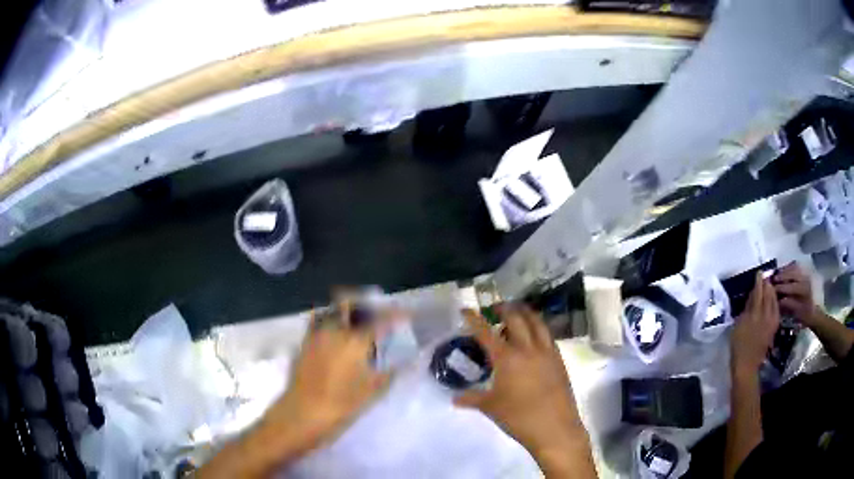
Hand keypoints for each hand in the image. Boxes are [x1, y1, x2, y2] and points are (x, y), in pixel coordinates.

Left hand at [263, 303, 391, 454]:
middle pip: (350, 303)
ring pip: (332, 310)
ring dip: (346, 310)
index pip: (381, 319)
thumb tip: (405, 361)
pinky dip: (330, 321)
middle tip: (378, 314)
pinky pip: (318, 322)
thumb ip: (391, 372)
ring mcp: (316, 334)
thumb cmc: (342, 404)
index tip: (407, 313)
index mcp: (355, 340)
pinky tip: (337, 336)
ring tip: (358, 322)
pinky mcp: (304, 343)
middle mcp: (335, 330)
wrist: (303, 413)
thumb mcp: (373, 391)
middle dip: (366, 304)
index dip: (396, 314)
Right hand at [454, 306, 592, 472]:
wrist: (554, 428)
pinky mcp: (559, 360)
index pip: (486, 332)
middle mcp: (528, 349)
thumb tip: (454, 398)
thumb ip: (471, 398)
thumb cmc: (518, 417)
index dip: (474, 319)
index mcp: (507, 358)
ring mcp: (547, 353)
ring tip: (518, 313)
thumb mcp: (490, 407)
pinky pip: (548, 336)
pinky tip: (535, 336)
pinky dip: (539, 329)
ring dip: (526, 313)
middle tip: (495, 308)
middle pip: (516, 318)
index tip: (465, 310)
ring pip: (537, 323)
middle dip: (505, 309)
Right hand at [731, 274, 779, 375]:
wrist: (747, 364)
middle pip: (768, 294)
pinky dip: (775, 301)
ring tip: (770, 285)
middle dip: (767, 284)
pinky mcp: (775, 326)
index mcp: (754, 314)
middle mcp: (765, 315)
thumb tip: (752, 295)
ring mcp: (771, 321)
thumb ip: (746, 309)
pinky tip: (774, 300)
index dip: (758, 282)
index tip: (759, 272)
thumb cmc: (738, 345)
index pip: (758, 293)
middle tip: (765, 277)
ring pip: (774, 300)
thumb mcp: (738, 326)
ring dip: (772, 291)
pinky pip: (777, 309)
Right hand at [772, 262, 820, 326]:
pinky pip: (797, 267)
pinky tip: (784, 271)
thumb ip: (789, 304)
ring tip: (778, 274)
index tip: (772, 289)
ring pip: (794, 268)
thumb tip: (779, 299)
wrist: (815, 311)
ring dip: (785, 270)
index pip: (791, 286)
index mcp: (804, 290)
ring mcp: (806, 274)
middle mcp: (805, 279)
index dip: (781, 287)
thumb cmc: (805, 314)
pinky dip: (790, 268)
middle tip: (773, 279)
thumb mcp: (797, 313)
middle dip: (782, 276)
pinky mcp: (805, 273)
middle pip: (792, 273)